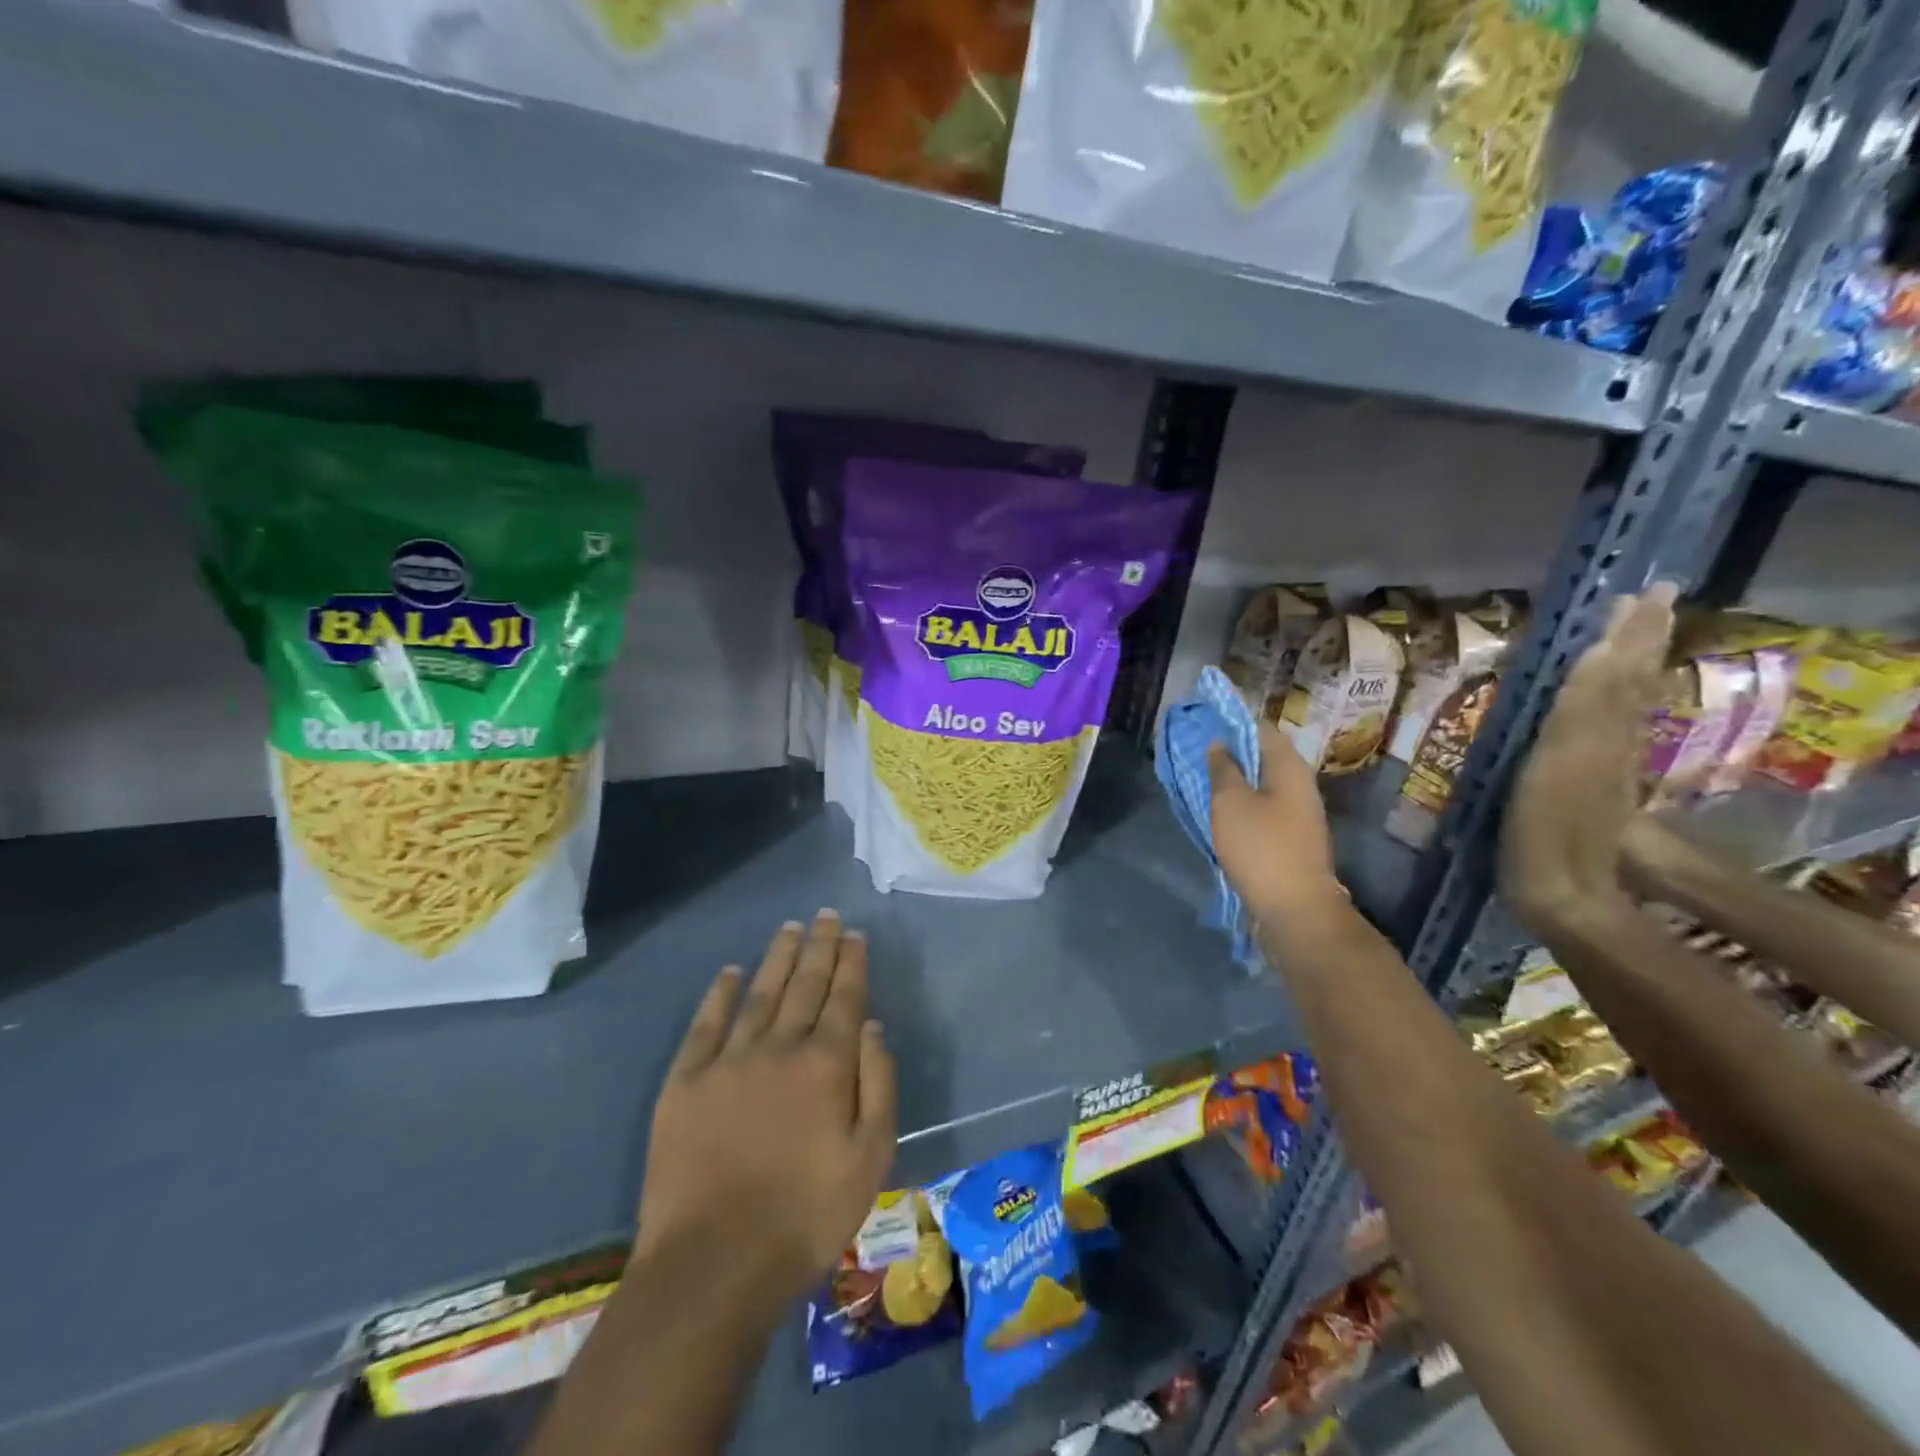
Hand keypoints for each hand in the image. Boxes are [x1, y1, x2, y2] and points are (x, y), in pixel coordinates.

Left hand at [636, 911, 897, 1306]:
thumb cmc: (805, 1216)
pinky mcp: (685, 1081)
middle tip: (826, 916)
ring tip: (790, 928)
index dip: (851, 963)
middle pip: (804, 984)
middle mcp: (779, 1047)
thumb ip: (877, 1084)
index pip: (843, 998)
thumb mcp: (870, 1158)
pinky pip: (706, 1024)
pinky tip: (731, 972)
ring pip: (760, 993)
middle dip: (819, 946)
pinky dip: (720, 993)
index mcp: (825, 1065)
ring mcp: (728, 1061)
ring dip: (777, 957)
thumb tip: (872, 1025)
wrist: (714, 1264)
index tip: (854, 934)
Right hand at [1208, 721, 1343, 925]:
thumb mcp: (1230, 802)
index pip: (1261, 728)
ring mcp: (1299, 813)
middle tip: (1196, 752)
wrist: (1295, 908)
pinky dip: (1242, 803)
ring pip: (1262, 784)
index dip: (1232, 721)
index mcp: (1289, 767)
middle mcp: (1299, 784)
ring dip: (1235, 780)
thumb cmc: (1261, 847)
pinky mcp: (1291, 838)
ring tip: (1202, 780)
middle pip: (1263, 756)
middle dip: (1231, 751)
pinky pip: (1263, 808)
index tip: (1203, 721)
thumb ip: (1223, 768)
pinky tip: (1220, 811)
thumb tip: (1220, 744)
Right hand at [1501, 585, 1675, 933]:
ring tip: (1631, 632)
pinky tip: (1611, 694)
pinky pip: (1611, 727)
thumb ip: (1581, 711)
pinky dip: (1614, 699)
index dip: (1626, 633)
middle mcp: (1606, 738)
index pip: (1614, 670)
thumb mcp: (1557, 765)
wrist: (1564, 891)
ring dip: (1629, 662)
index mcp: (1594, 731)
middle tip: (1646, 596)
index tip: (1637, 595)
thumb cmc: (1543, 832)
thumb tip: (1600, 655)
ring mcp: (1601, 762)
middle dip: (1636, 636)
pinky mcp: (1593, 782)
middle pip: (1626, 679)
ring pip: (1623, 700)